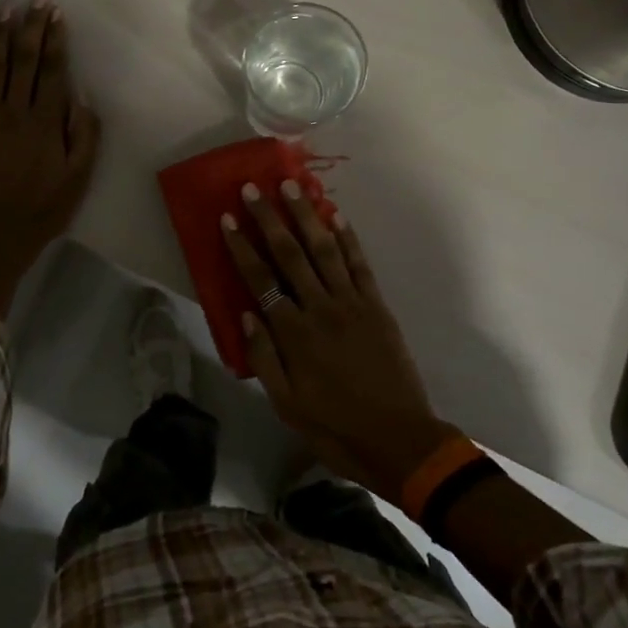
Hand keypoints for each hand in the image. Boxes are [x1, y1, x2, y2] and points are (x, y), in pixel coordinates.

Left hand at [0, 0, 100, 310]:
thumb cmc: (45, 206)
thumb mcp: (80, 176)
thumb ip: (85, 134)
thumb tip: (82, 97)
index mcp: (46, 121)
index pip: (53, 69)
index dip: (55, 38)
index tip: (55, 12)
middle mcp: (16, 111)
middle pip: (24, 60)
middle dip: (30, 26)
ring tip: (2, 9)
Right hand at [221, 183, 453, 500]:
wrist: (399, 441)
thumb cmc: (335, 427)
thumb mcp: (287, 404)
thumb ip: (263, 357)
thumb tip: (246, 312)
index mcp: (294, 334)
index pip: (260, 279)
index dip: (242, 246)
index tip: (228, 218)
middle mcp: (320, 308)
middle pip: (289, 254)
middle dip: (269, 218)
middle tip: (254, 188)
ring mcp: (352, 303)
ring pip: (324, 249)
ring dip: (306, 216)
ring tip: (291, 186)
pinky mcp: (377, 306)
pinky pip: (359, 264)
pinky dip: (347, 238)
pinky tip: (336, 215)